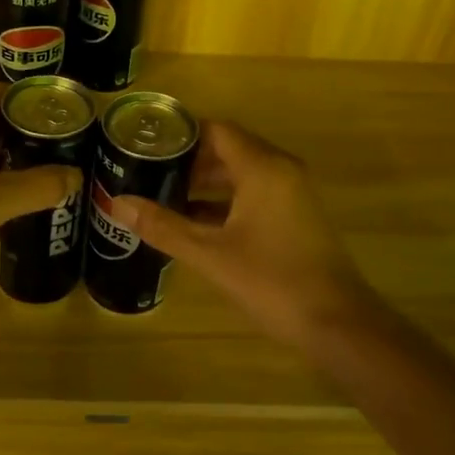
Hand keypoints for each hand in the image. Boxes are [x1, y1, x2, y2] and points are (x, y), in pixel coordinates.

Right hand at [117, 121, 373, 346]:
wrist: (338, 324)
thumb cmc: (273, 281)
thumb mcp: (210, 254)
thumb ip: (163, 226)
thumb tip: (117, 204)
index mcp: (263, 168)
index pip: (216, 130)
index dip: (181, 134)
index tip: (146, 144)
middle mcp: (281, 170)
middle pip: (228, 149)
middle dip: (189, 160)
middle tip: (148, 171)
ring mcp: (292, 194)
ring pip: (242, 174)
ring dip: (206, 182)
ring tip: (164, 195)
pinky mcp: (296, 216)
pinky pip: (254, 194)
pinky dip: (225, 201)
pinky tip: (196, 223)